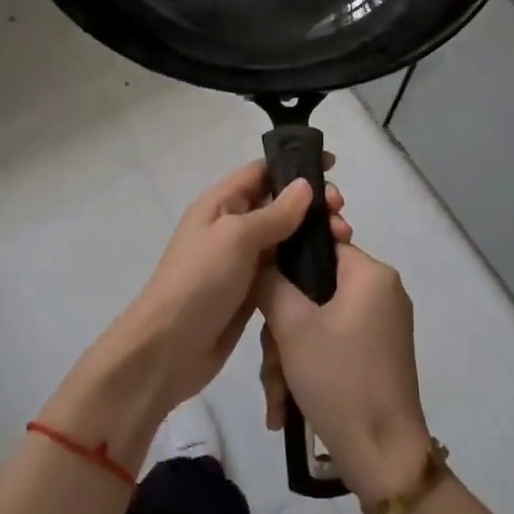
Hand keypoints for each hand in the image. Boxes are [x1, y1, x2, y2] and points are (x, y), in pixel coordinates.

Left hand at [104, 160, 350, 419]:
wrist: (169, 348)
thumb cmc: (200, 281)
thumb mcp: (236, 237)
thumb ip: (274, 212)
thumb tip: (305, 185)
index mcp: (221, 203)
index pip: (262, 171)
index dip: (295, 165)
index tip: (333, 165)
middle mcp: (232, 226)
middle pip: (278, 203)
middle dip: (312, 203)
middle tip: (342, 215)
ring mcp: (242, 260)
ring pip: (285, 236)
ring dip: (314, 233)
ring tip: (344, 240)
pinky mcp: (252, 291)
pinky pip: (284, 268)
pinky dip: (306, 264)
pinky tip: (332, 268)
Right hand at [257, 244, 433, 508]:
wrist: (384, 459)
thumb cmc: (340, 380)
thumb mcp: (293, 326)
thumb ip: (270, 281)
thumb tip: (259, 258)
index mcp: (371, 274)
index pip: (319, 243)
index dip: (283, 261)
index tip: (258, 288)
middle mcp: (381, 292)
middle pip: (313, 288)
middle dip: (281, 328)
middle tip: (270, 361)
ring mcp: (380, 325)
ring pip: (316, 320)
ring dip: (288, 355)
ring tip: (276, 395)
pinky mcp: (375, 355)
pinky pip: (331, 343)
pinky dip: (306, 366)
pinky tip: (285, 405)